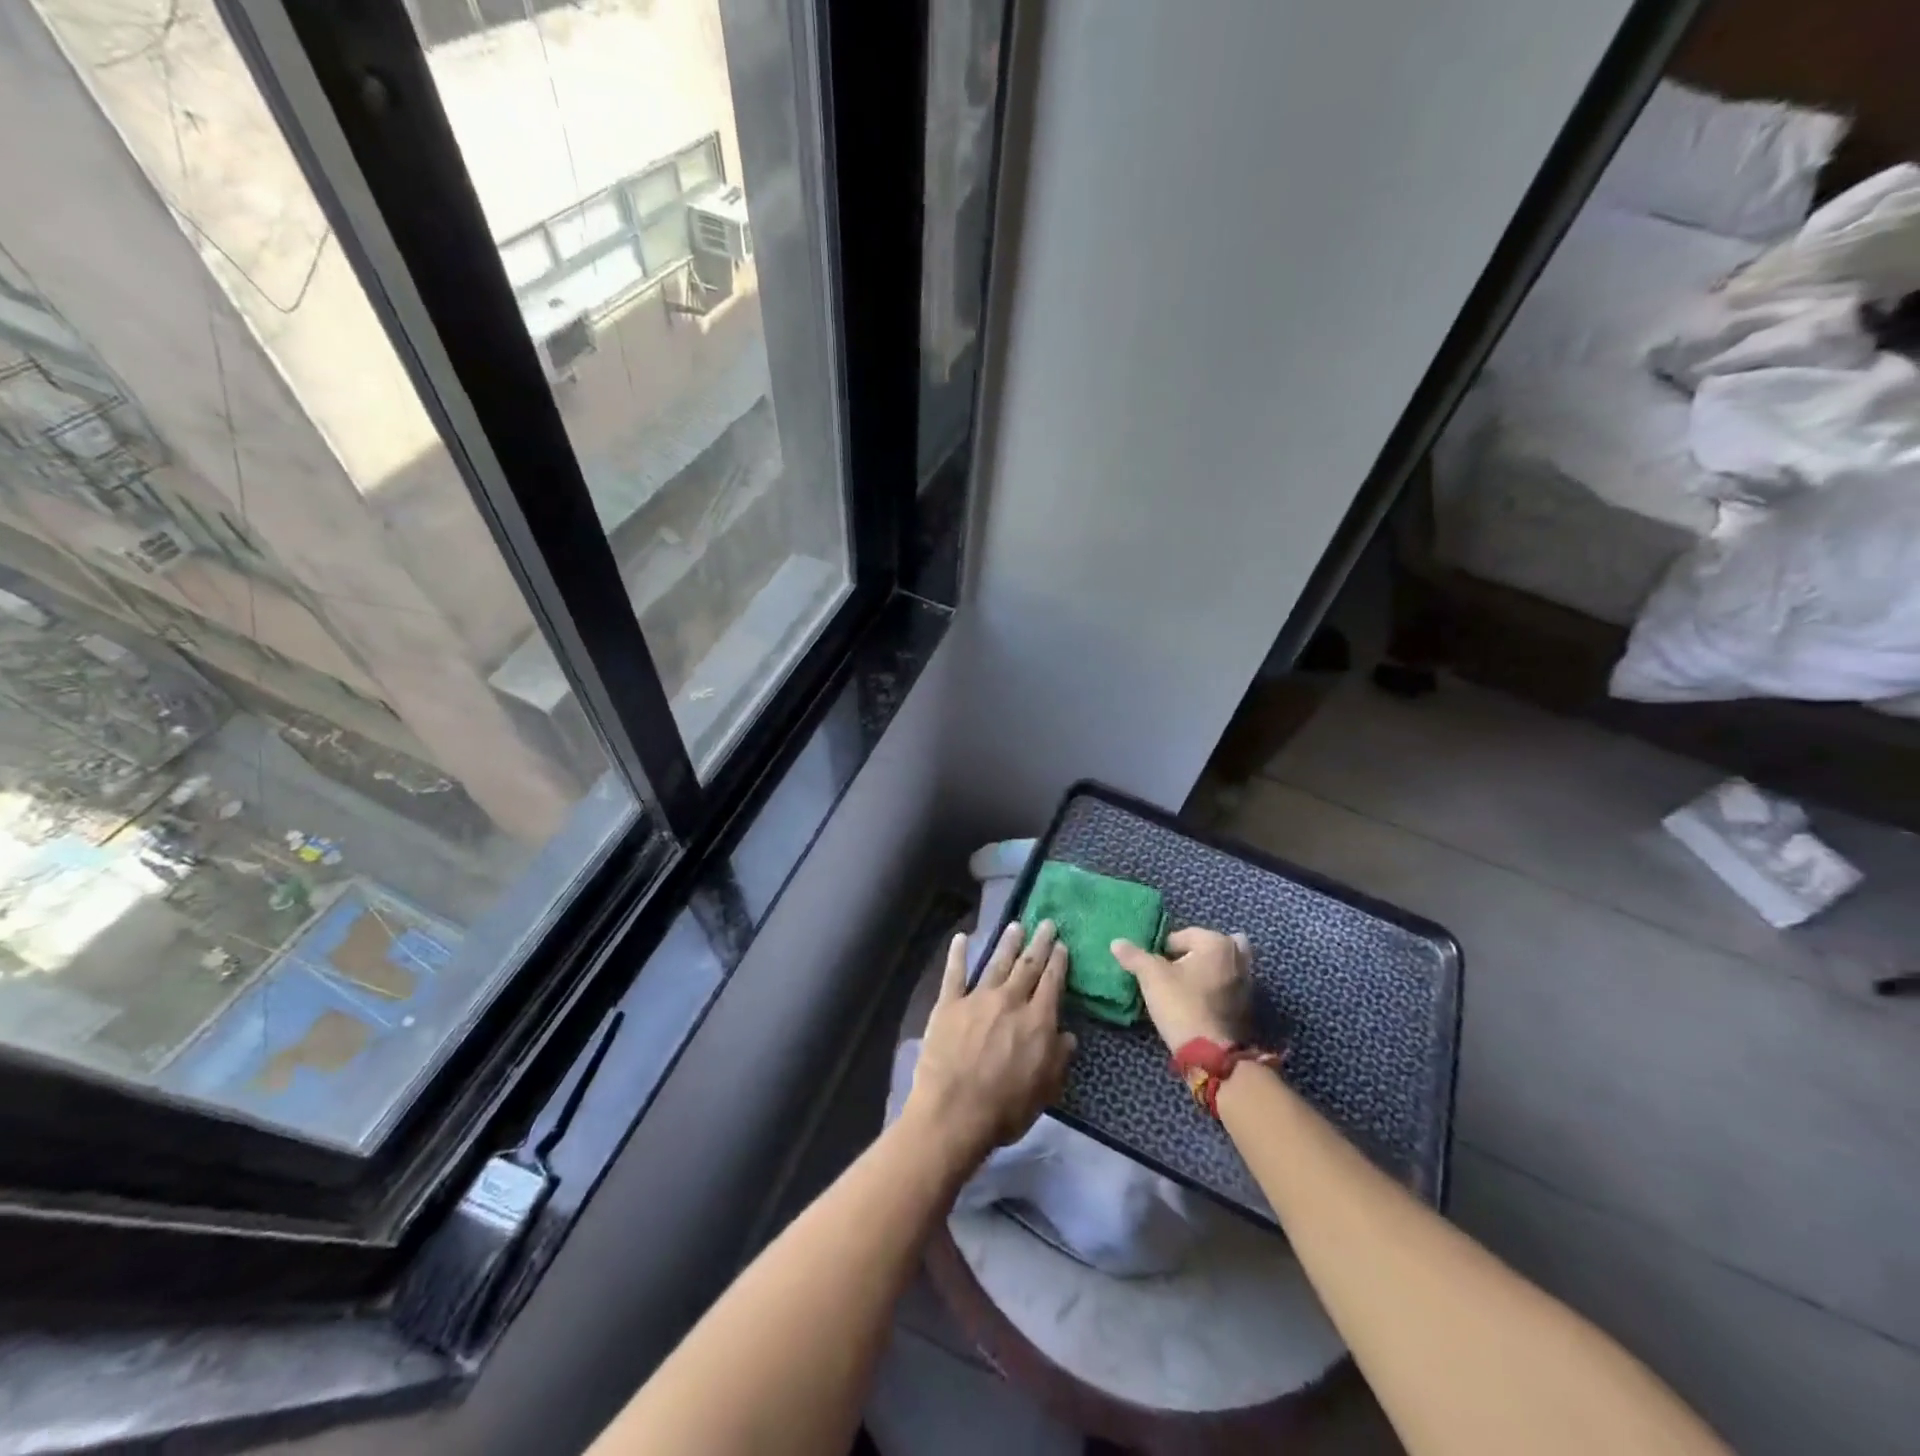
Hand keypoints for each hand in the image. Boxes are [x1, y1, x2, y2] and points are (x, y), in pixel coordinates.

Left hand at [906, 921, 1076, 1169]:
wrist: (954, 1112)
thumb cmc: (1005, 1108)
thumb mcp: (1046, 1090)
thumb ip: (1059, 1059)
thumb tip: (1068, 1035)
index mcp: (1037, 1021)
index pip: (1052, 983)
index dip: (1059, 962)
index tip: (1062, 945)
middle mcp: (1010, 1001)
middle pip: (1028, 965)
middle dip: (1039, 943)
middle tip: (1046, 923)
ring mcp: (977, 999)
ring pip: (996, 963)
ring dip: (1007, 943)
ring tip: (1016, 925)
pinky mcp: (948, 1004)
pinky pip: (954, 974)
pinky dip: (958, 954)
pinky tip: (961, 938)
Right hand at [1111, 927, 1254, 1051]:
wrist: (1210, 1053)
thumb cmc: (1181, 1004)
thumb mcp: (1151, 977)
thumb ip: (1134, 956)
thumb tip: (1116, 942)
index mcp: (1216, 942)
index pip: (1182, 936)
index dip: (1163, 950)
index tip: (1154, 968)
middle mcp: (1237, 956)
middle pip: (1207, 948)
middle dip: (1192, 955)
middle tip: (1174, 972)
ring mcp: (1247, 982)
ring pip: (1221, 967)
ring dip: (1207, 971)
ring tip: (1187, 986)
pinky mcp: (1248, 1006)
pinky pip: (1228, 986)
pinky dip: (1217, 989)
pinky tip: (1200, 1001)